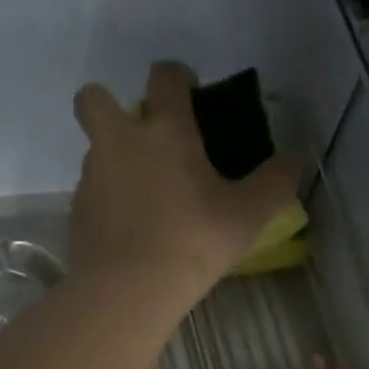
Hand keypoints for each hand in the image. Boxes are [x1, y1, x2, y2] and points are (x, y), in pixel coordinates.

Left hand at [69, 62, 297, 306]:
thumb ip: (274, 183)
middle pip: (93, 99)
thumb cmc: (191, 244)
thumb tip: (293, 160)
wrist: (126, 292)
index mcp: (164, 130)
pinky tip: (125, 233)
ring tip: (140, 198)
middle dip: (108, 105)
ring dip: (111, 161)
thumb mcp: (247, 217)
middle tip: (138, 138)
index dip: (177, 77)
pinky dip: (104, 204)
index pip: (165, 76)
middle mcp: (118, 143)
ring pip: (92, 151)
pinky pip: (88, 196)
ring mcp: (90, 179)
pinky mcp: (74, 215)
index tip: (189, 94)